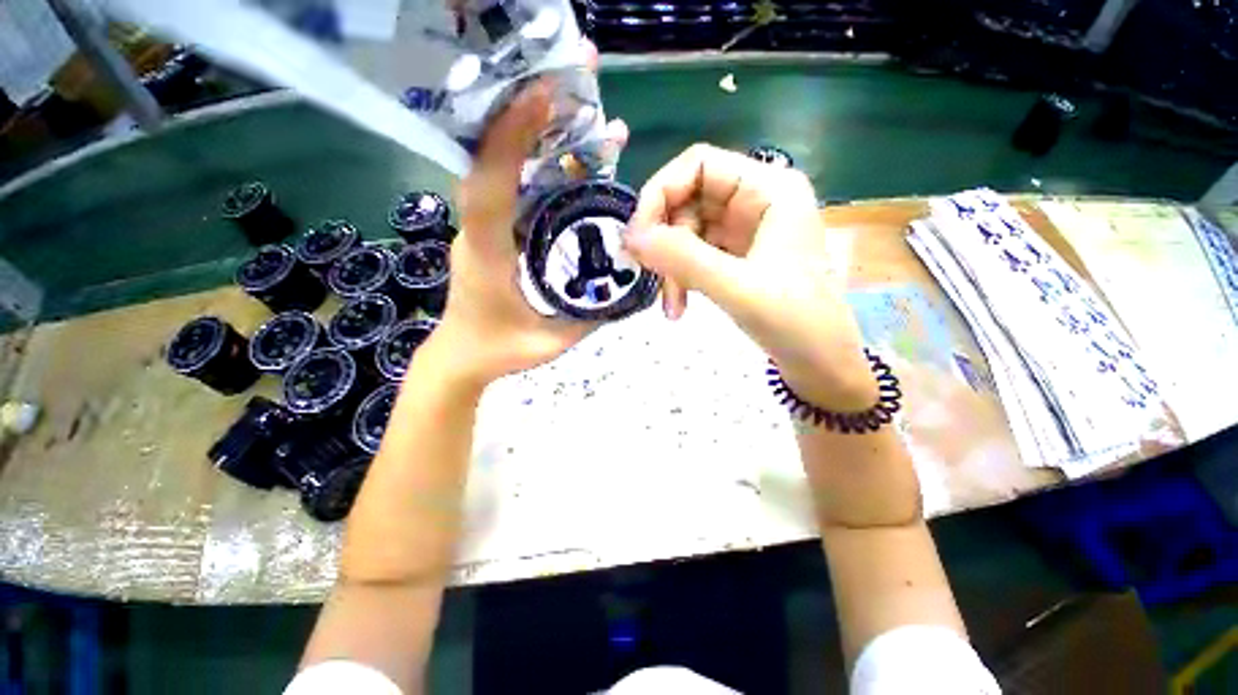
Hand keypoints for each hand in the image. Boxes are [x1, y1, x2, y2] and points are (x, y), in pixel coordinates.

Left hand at [432, 46, 628, 385]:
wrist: (460, 356)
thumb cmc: (498, 351)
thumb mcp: (548, 341)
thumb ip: (587, 317)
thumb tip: (625, 288)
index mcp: (485, 252)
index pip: (488, 187)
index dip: (509, 138)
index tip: (542, 94)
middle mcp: (477, 227)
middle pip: (494, 157)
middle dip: (530, 111)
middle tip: (574, 73)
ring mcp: (482, 224)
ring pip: (505, 165)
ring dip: (539, 130)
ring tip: (582, 104)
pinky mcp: (492, 227)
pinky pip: (513, 184)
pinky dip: (540, 160)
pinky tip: (572, 152)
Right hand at [623, 144, 875, 410]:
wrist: (821, 362)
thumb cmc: (796, 322)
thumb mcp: (738, 287)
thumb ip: (684, 258)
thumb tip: (632, 237)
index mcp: (769, 189)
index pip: (699, 165)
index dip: (661, 193)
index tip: (638, 238)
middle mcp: (756, 200)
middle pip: (689, 199)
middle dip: (665, 241)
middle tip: (651, 276)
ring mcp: (746, 229)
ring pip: (688, 231)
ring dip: (671, 267)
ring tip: (671, 307)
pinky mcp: (738, 256)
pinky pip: (696, 254)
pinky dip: (681, 278)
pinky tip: (679, 306)